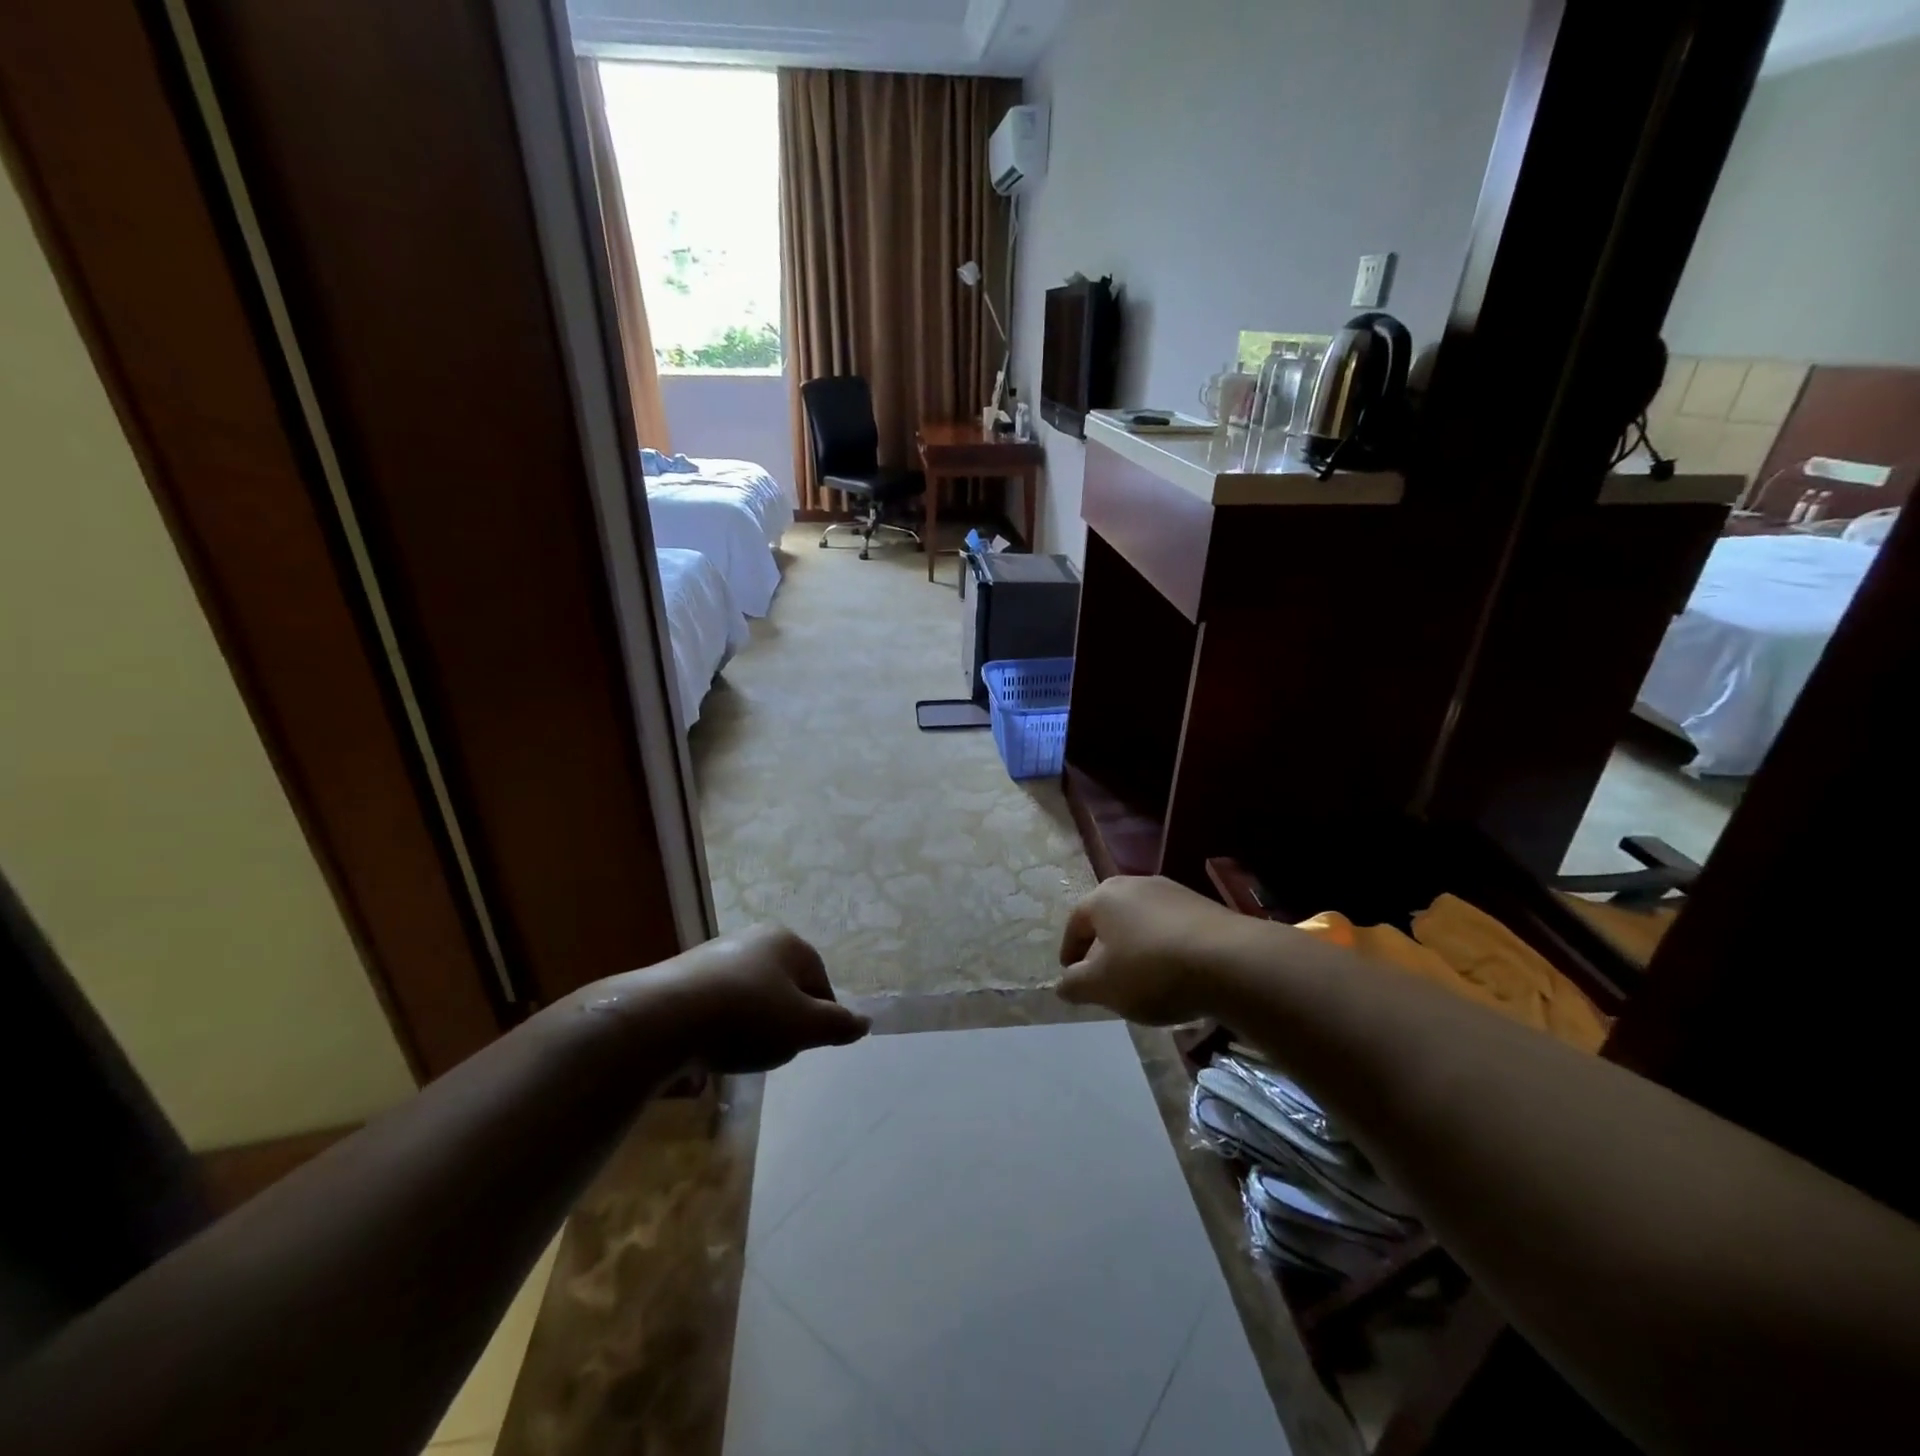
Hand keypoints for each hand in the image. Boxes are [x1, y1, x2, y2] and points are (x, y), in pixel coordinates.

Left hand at [644, 925, 869, 1072]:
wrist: (662, 1018)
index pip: (820, 980)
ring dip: (752, 1022)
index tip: (806, 1044)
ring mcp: (716, 953)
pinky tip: (712, 1046)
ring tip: (740, 1051)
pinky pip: (719, 1001)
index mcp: (788, 942)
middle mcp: (754, 938)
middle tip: (774, 1048)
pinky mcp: (685, 974)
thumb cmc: (746, 1016)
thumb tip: (865, 1022)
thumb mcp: (802, 1027)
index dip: (820, 1015)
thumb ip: (836, 1025)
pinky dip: (722, 1023)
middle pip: (785, 985)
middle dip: (784, 1017)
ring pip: (751, 994)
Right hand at [1056, 876, 1246, 1024]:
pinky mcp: (1202, 905)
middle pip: (1109, 917)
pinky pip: (1170, 927)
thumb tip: (1061, 984)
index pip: (1075, 922)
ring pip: (1141, 921)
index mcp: (1103, 897)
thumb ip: (1075, 985)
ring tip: (1141, 978)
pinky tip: (1174, 973)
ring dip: (1135, 946)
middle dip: (1102, 947)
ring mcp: (1172, 891)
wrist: (1230, 961)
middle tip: (1103, 976)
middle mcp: (1134, 884)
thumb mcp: (1103, 986)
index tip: (1071, 975)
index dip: (1069, 950)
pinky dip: (1164, 947)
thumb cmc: (1152, 970)